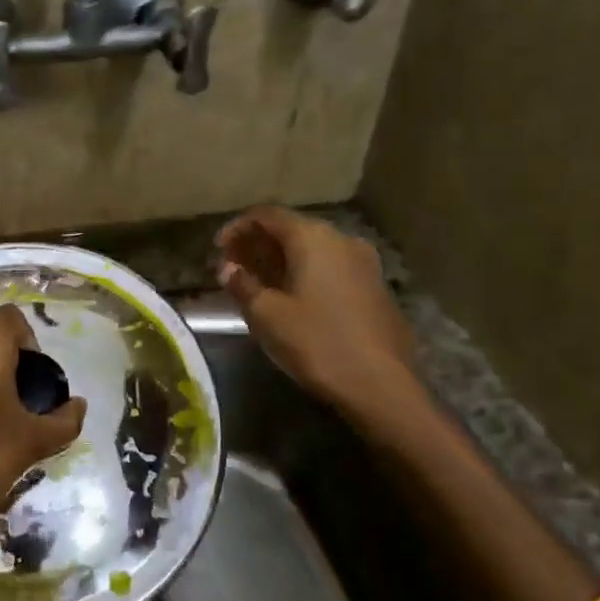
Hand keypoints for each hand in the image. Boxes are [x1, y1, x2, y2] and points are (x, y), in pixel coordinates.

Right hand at [216, 206, 422, 416]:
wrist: (381, 386)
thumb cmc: (317, 343)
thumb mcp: (267, 316)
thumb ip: (242, 284)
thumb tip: (228, 268)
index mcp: (312, 238)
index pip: (267, 215)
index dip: (238, 227)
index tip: (217, 249)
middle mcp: (341, 240)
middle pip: (292, 229)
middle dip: (259, 244)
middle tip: (233, 267)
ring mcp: (364, 263)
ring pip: (313, 249)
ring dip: (282, 260)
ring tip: (258, 283)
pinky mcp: (375, 287)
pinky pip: (331, 267)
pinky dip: (306, 272)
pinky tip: (293, 298)